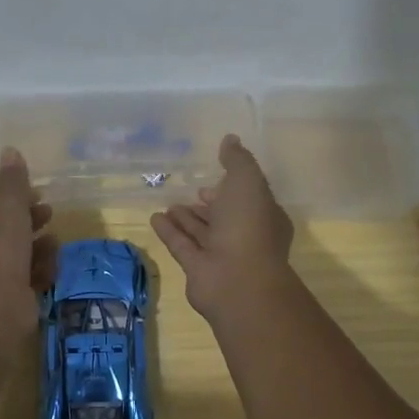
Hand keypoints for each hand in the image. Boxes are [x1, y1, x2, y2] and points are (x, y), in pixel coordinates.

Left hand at [0, 148, 56, 347]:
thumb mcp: (6, 208)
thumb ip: (12, 181)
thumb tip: (9, 149)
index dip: (12, 197)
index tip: (37, 194)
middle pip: (2, 230)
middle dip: (29, 222)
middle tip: (50, 216)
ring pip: (15, 256)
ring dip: (38, 248)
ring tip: (54, 245)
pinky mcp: (2, 302)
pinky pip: (23, 280)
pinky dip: (37, 274)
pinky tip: (50, 271)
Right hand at [150, 134, 294, 320]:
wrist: (239, 280)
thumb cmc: (249, 225)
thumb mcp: (247, 181)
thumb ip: (237, 160)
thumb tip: (230, 139)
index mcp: (264, 216)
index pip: (247, 199)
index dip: (230, 189)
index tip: (212, 180)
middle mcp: (245, 236)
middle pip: (224, 217)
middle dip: (208, 206)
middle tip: (191, 193)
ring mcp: (221, 255)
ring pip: (202, 232)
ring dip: (186, 218)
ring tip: (168, 204)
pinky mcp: (198, 270)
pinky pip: (182, 245)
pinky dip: (170, 232)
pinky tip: (155, 218)